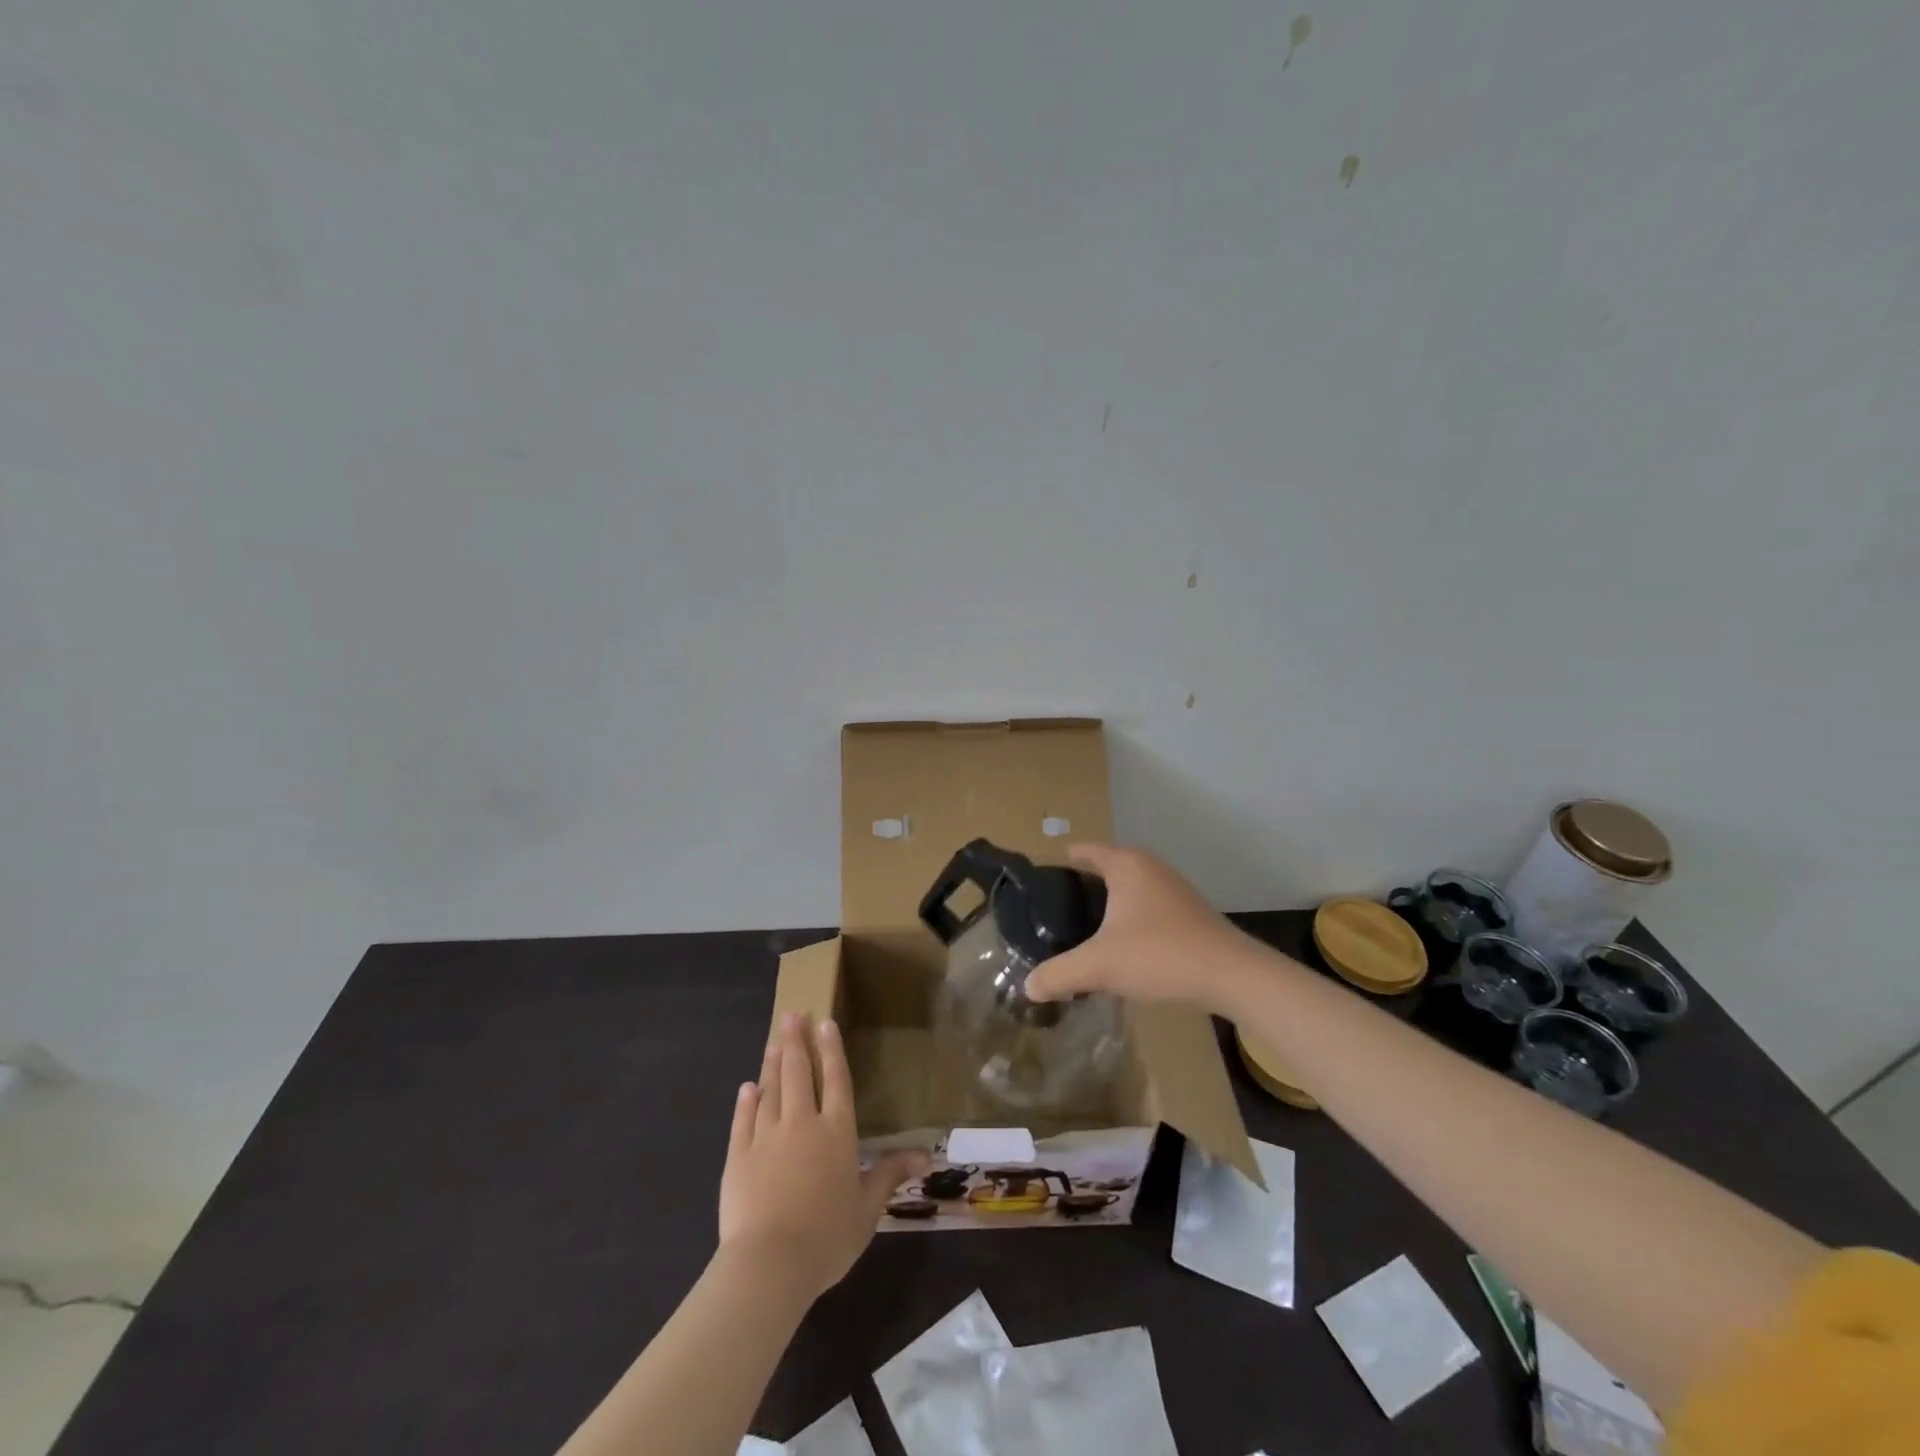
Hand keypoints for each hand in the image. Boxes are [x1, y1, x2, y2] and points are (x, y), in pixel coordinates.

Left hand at [718, 1014, 925, 1299]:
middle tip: (791, 1014)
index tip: (824, 1021)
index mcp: (836, 1132)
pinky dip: (746, 1101)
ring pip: (770, 1089)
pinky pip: (743, 1120)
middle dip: (796, 1041)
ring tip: (774, 1040)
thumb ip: (890, 1174)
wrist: (769, 1264)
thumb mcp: (868, 1208)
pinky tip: (747, 1087)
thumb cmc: (827, 1236)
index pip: (836, 1080)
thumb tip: (926, 1154)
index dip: (831, 1049)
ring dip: (773, 1063)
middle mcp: (802, 1123)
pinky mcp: (739, 1156)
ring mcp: (766, 1137)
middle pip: (799, 1074)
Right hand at [1024, 843, 1255, 1010]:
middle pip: (1102, 869)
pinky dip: (1127, 920)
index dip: (1056, 867)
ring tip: (1079, 934)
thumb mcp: (1099, 965)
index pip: (1082, 851)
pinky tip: (1118, 949)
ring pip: (1126, 890)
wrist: (1231, 975)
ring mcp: (1172, 887)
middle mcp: (1148, 866)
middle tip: (1051, 918)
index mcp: (1125, 864)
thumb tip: (1027, 987)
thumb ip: (1058, 974)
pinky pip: (1144, 907)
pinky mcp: (1187, 911)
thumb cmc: (1160, 954)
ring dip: (1105, 908)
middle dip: (1078, 890)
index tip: (1036, 890)